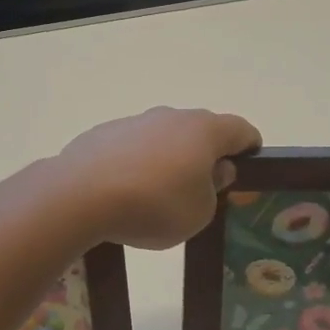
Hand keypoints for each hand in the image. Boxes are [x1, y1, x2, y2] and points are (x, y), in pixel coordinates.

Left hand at [54, 107, 262, 249]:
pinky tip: (124, 191)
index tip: (249, 166)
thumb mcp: (199, 212)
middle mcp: (171, 116)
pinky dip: (136, 164)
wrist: (80, 195)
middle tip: (203, 188)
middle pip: (199, 131)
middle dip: (206, 155)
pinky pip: (132, 147)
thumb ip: (213, 189)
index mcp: (203, 131)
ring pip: (163, 137)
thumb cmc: (154, 205)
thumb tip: (215, 169)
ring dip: (168, 159)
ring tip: (158, 195)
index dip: (249, 148)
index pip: (240, 129)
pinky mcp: (103, 133)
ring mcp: (134, 121)